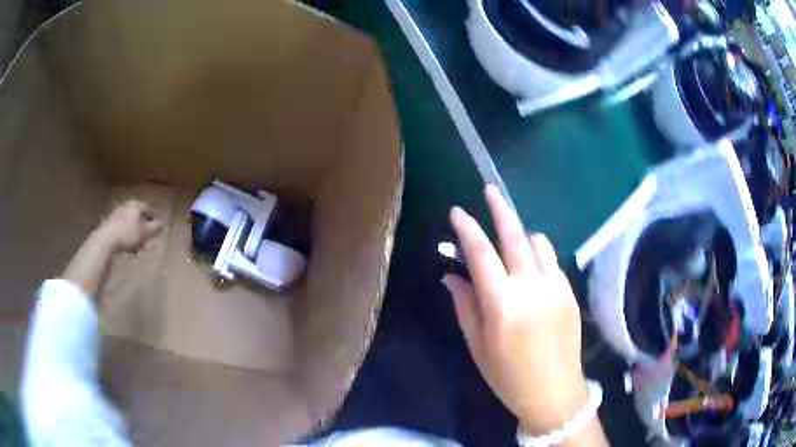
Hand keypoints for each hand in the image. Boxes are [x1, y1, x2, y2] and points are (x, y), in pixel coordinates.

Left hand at [96, 200, 162, 253]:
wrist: (106, 239)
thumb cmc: (128, 235)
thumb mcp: (145, 233)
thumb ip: (155, 228)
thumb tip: (161, 223)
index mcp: (137, 205)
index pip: (150, 210)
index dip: (155, 220)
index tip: (158, 229)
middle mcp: (127, 205)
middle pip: (139, 215)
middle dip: (144, 225)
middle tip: (147, 237)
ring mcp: (117, 212)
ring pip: (130, 221)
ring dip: (134, 230)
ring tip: (136, 243)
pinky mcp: (110, 222)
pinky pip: (122, 226)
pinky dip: (126, 233)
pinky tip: (126, 243)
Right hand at [443, 185, 587, 435]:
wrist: (555, 392)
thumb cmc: (508, 377)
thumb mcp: (478, 347)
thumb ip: (465, 306)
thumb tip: (451, 275)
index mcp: (503, 305)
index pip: (481, 253)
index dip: (467, 229)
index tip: (457, 212)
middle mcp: (531, 288)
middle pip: (515, 236)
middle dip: (500, 209)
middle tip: (490, 190)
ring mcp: (555, 287)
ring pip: (539, 243)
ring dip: (522, 233)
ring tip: (511, 236)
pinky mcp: (570, 292)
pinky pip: (553, 260)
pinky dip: (539, 252)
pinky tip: (531, 265)